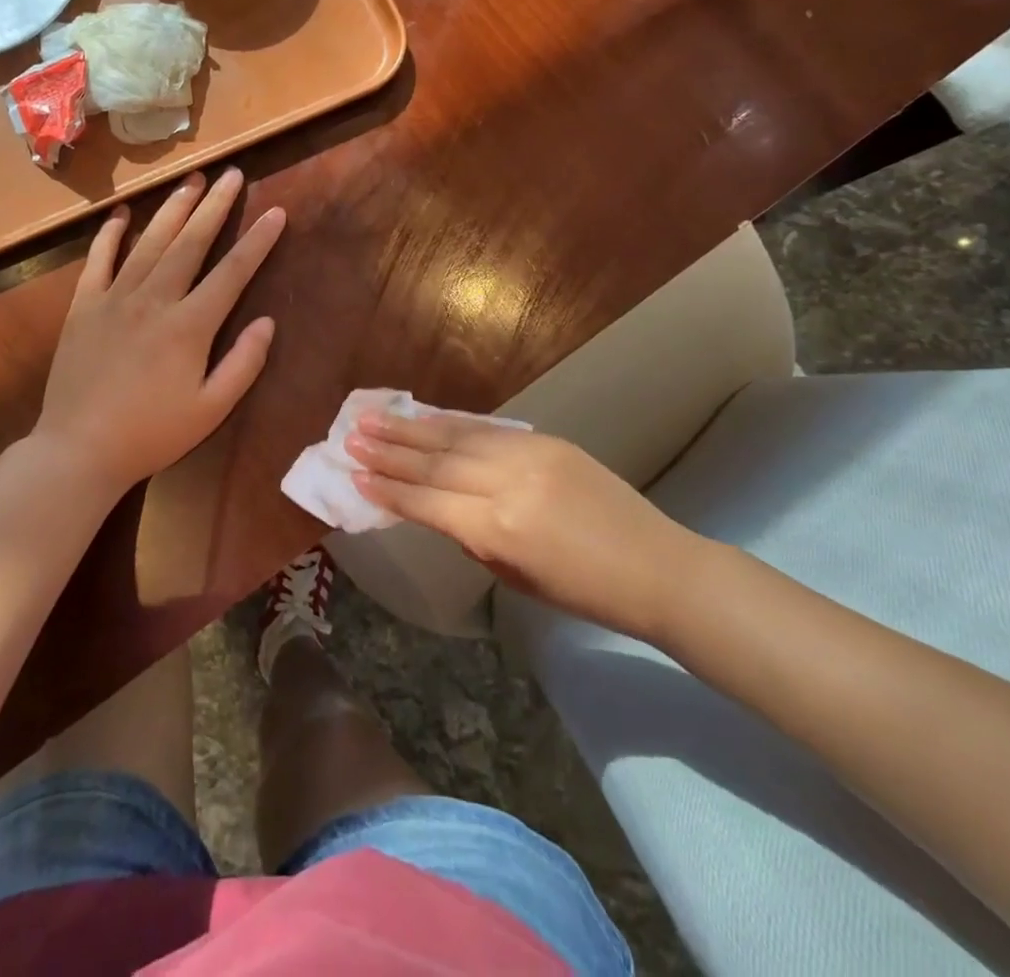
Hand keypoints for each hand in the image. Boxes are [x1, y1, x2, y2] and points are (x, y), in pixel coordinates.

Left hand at [33, 168, 285, 495]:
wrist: (78, 450)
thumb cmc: (151, 434)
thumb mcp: (210, 410)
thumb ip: (243, 364)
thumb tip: (268, 322)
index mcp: (189, 326)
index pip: (232, 273)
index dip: (257, 242)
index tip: (276, 213)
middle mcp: (154, 300)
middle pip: (190, 242)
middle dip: (215, 206)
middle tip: (233, 174)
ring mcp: (114, 298)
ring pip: (150, 242)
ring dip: (173, 208)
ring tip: (193, 180)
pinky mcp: (83, 306)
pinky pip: (99, 260)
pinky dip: (111, 234)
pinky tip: (122, 214)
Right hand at [347, 414, 704, 639]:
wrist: (657, 567)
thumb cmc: (584, 593)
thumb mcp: (515, 576)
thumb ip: (470, 536)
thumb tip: (436, 505)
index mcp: (499, 531)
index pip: (429, 503)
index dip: (389, 490)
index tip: (356, 475)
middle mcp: (507, 484)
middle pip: (435, 464)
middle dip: (390, 451)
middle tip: (351, 437)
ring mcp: (528, 455)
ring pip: (456, 438)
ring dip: (410, 429)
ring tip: (373, 419)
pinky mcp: (546, 440)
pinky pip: (486, 429)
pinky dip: (450, 422)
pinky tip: (424, 417)